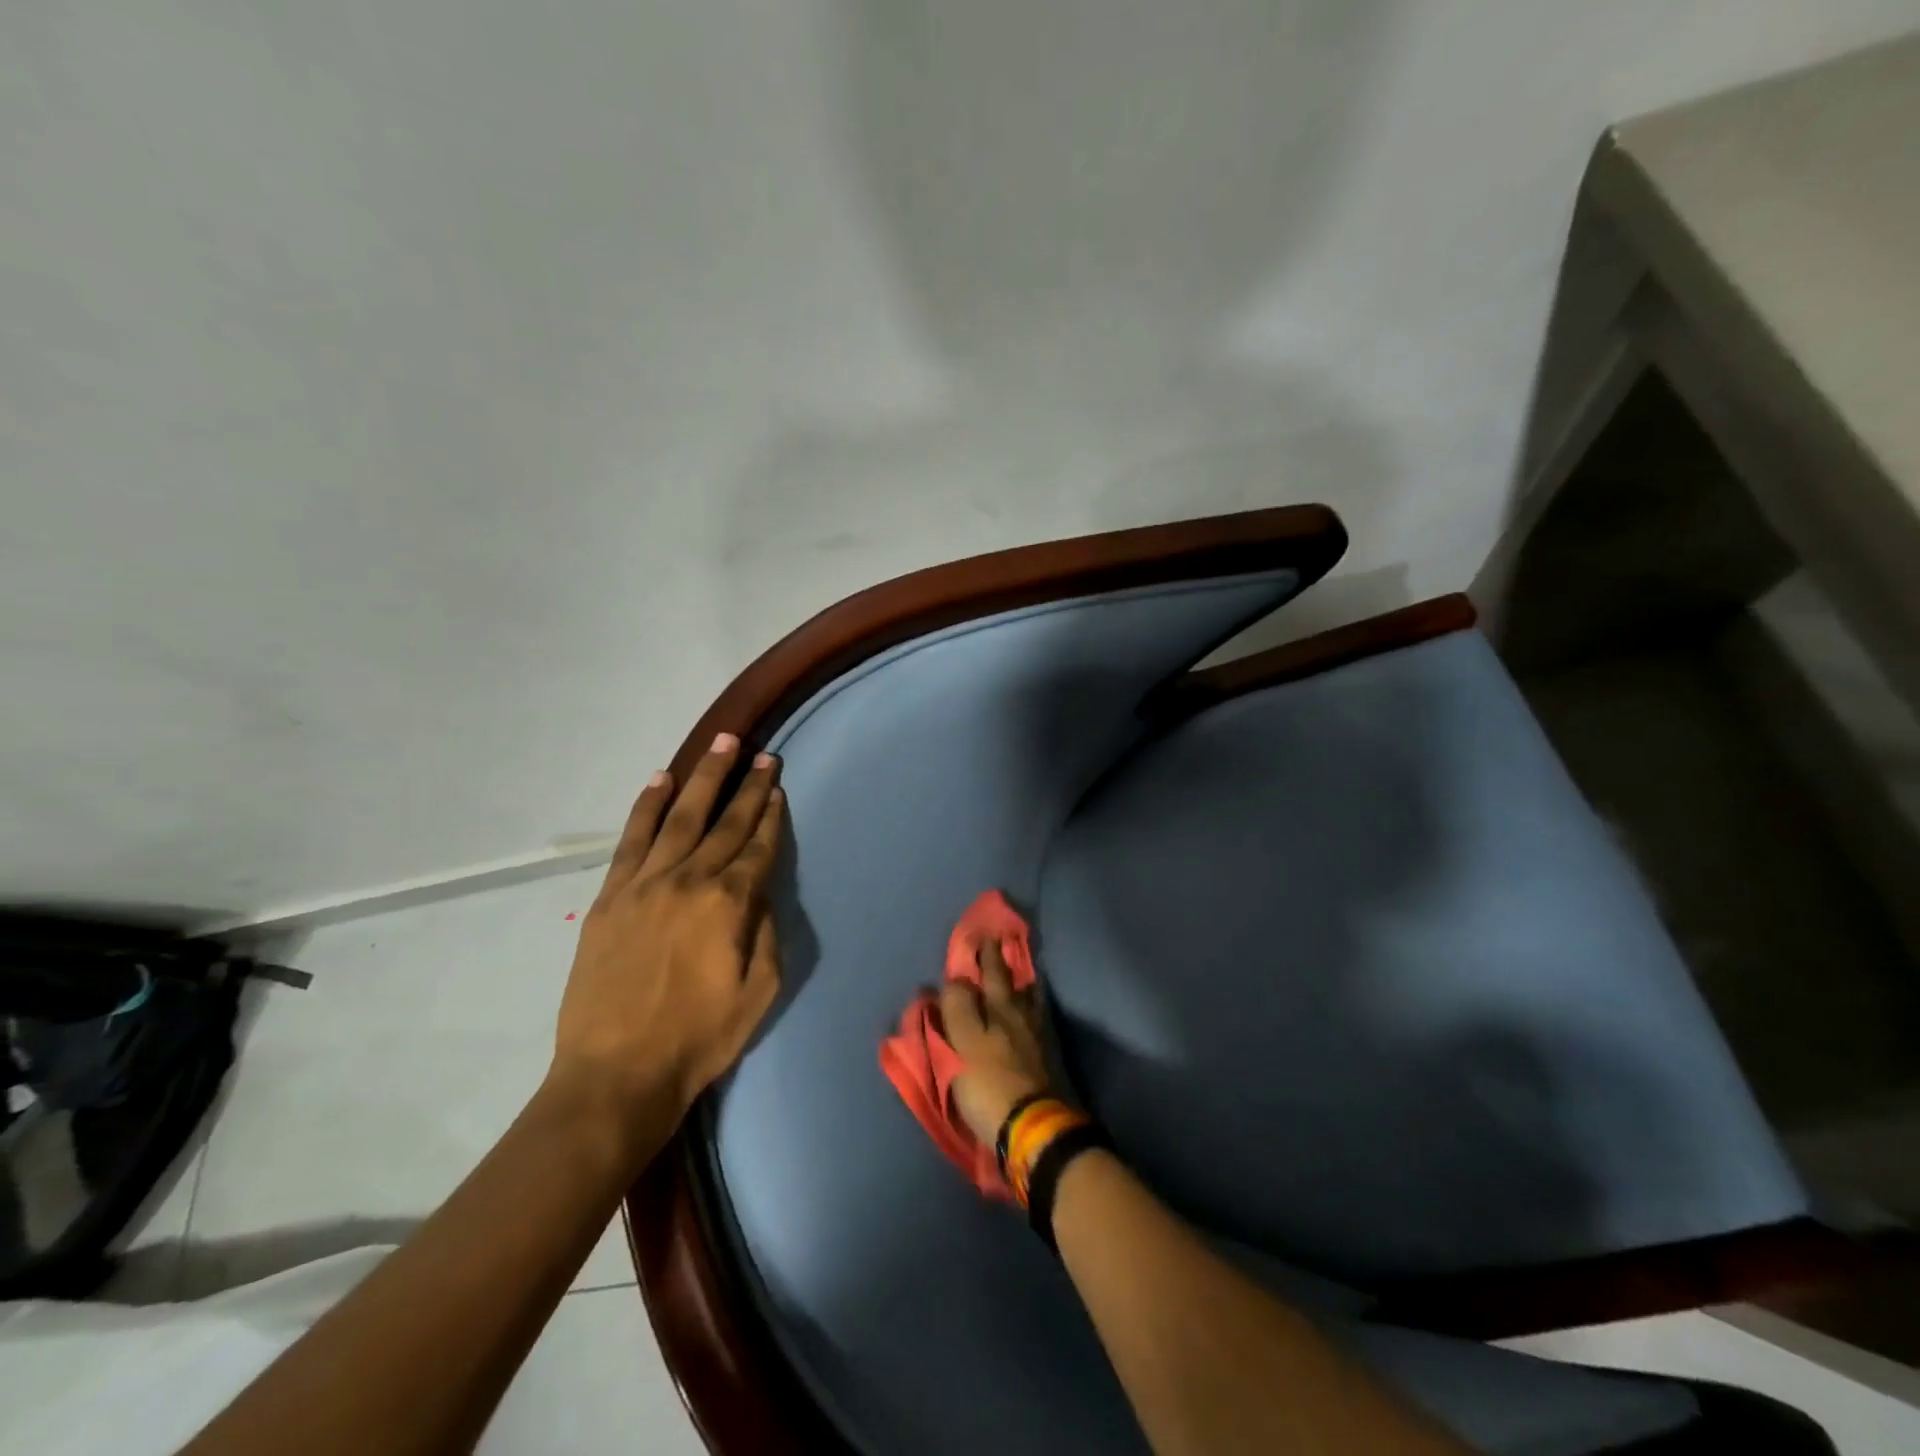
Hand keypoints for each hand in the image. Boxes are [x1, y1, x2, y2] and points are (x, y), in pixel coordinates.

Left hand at [553, 733, 783, 1140]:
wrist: (617, 1074)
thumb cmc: (699, 1038)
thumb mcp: (760, 992)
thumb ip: (767, 932)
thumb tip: (760, 891)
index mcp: (728, 904)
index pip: (757, 845)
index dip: (771, 813)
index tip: (778, 784)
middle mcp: (688, 881)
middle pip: (725, 822)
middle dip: (747, 784)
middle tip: (761, 752)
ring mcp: (644, 884)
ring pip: (679, 817)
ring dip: (702, 777)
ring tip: (721, 744)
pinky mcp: (610, 896)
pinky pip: (632, 839)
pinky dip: (647, 806)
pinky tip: (660, 780)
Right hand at [941, 937, 1052, 1143]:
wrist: (1032, 1127)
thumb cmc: (989, 1083)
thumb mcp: (961, 1044)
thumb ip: (957, 1008)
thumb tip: (955, 979)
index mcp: (999, 1009)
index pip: (989, 974)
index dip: (984, 955)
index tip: (982, 935)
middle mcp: (1021, 1015)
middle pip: (1012, 983)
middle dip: (1003, 963)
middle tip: (1000, 943)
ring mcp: (1036, 1037)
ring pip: (1028, 1001)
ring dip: (1021, 984)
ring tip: (1017, 974)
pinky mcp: (1045, 1059)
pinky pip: (1036, 1019)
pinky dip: (1031, 1007)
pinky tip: (1030, 1010)